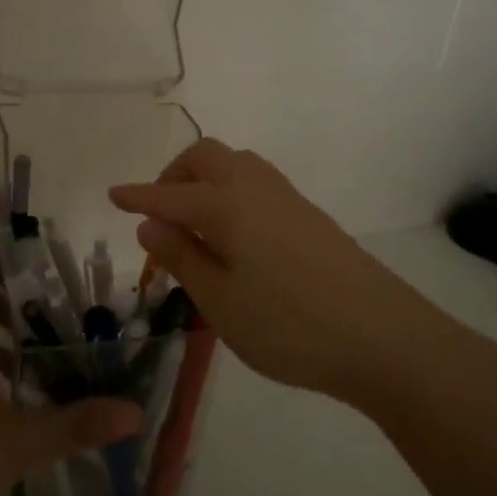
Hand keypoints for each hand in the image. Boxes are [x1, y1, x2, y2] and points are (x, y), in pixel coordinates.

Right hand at [110, 140, 418, 398]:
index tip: (112, 194)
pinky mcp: (310, 217)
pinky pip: (257, 184)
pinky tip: (235, 236)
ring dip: (206, 180)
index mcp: (227, 205)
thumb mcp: (221, 302)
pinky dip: (231, 193)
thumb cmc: (290, 325)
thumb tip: (150, 224)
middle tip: (160, 214)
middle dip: (174, 175)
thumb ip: (183, 257)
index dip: (138, 196)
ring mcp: (288, 199)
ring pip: (236, 165)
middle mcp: (256, 188)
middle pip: (206, 157)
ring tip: (195, 225)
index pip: (169, 195)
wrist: (384, 338)